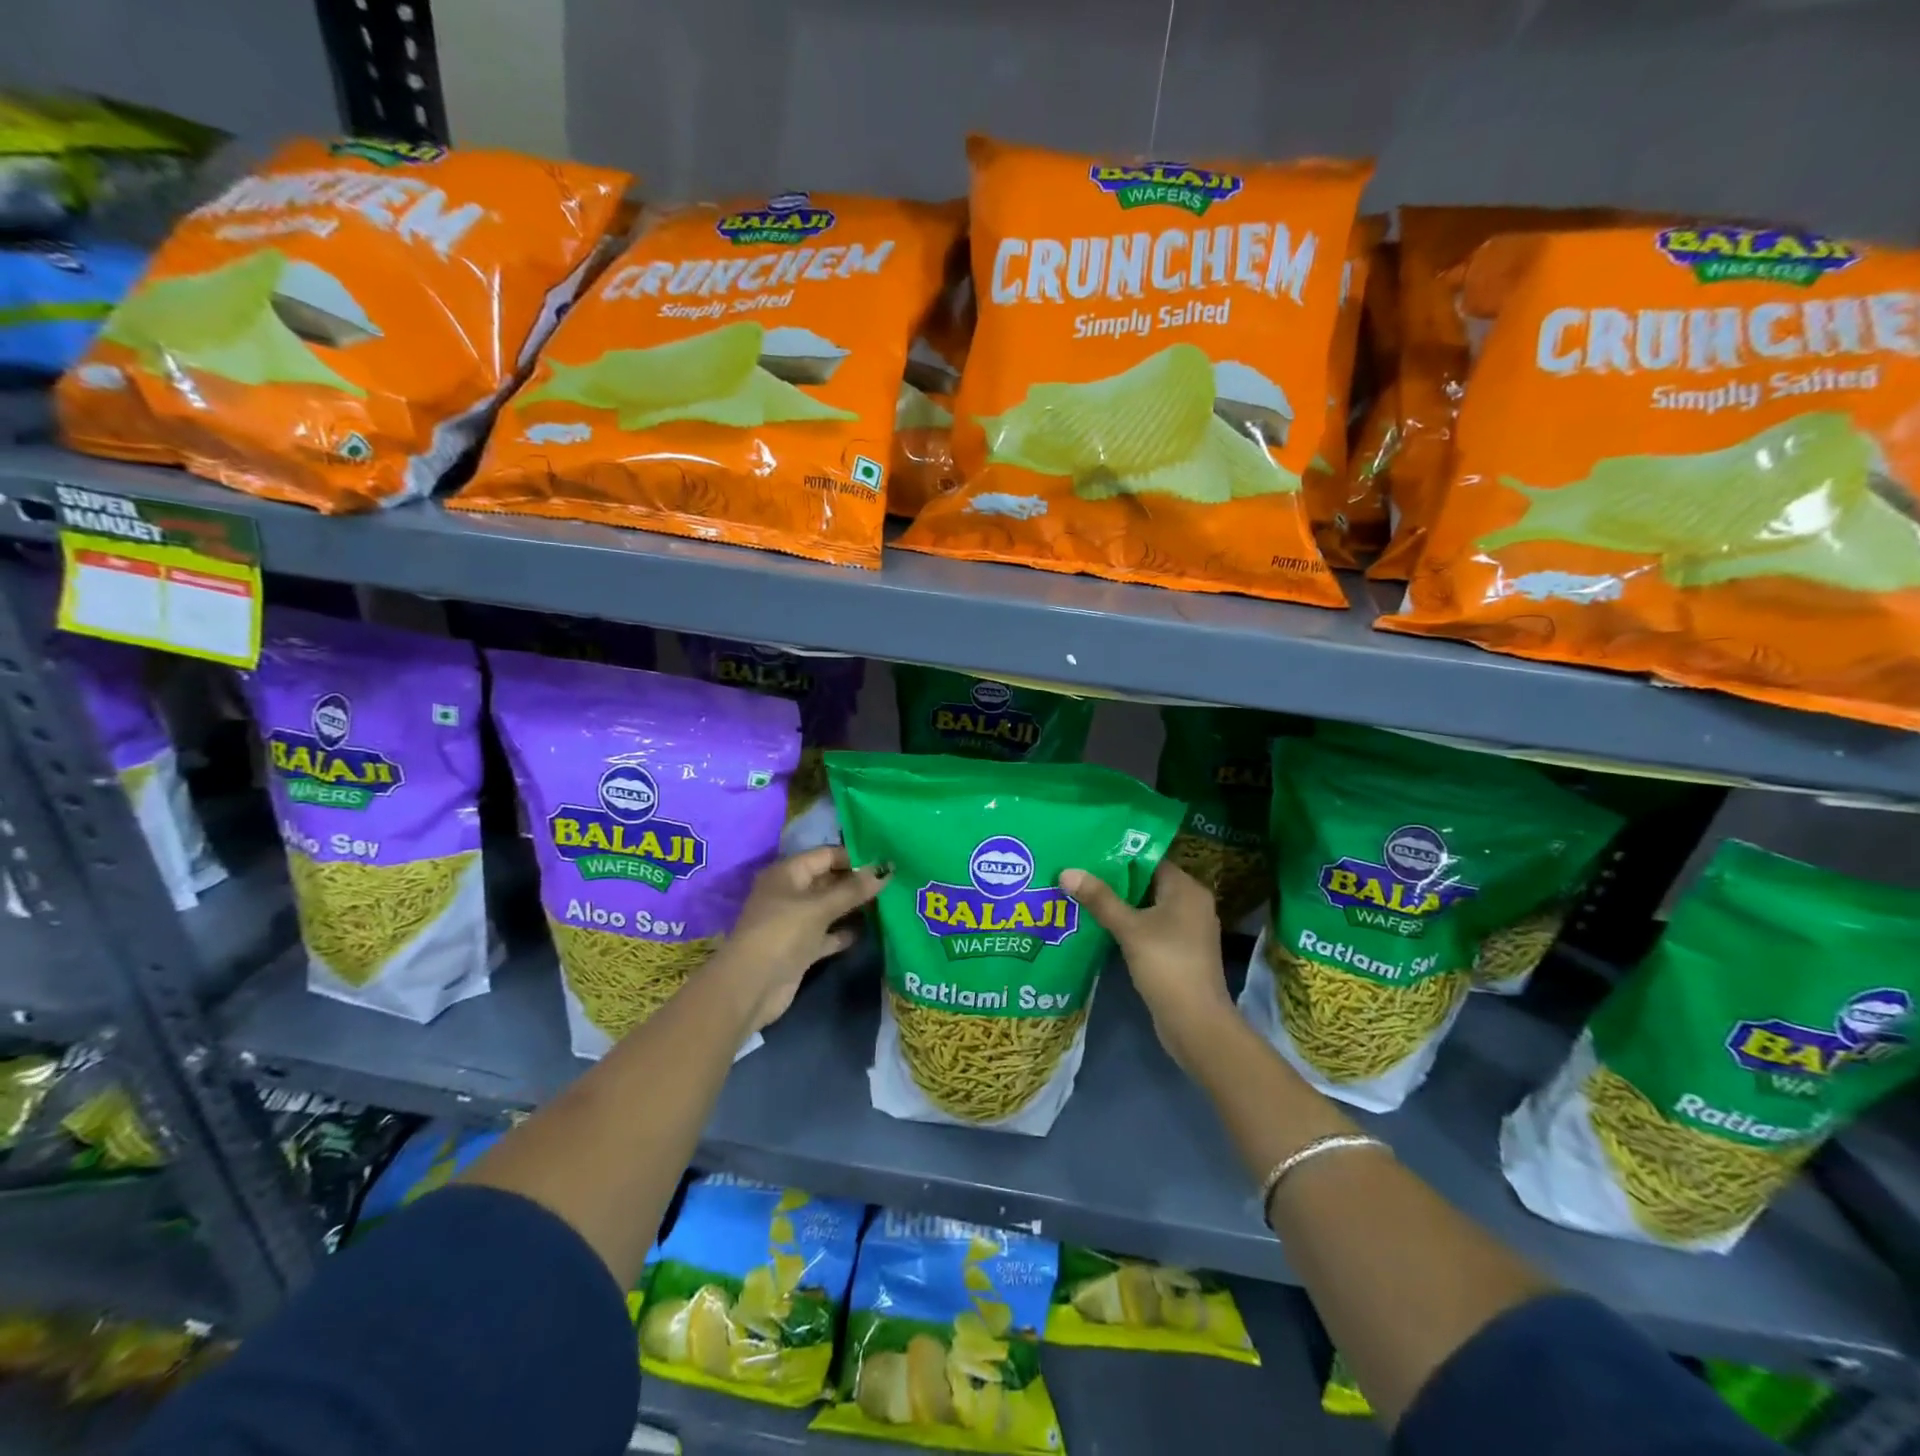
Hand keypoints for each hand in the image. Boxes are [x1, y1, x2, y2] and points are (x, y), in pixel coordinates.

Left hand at [714, 846, 887, 1030]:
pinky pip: (828, 933)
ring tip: (888, 902)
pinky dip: (845, 932)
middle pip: (828, 880)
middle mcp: (790, 894)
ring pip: (830, 908)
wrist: (751, 987)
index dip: (854, 856)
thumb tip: (885, 869)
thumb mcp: (819, 907)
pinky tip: (871, 930)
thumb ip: (853, 889)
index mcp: (787, 874)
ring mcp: (795, 922)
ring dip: (854, 906)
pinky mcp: (801, 948)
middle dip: (857, 881)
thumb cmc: (782, 933)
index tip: (885, 860)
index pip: (825, 855)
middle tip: (893, 880)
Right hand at [1059, 860, 1233, 1074]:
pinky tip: (1101, 927)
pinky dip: (1130, 925)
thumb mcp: (1129, 929)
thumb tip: (1066, 871)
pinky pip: (1151, 927)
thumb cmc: (1166, 965)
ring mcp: (1188, 930)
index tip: (1088, 854)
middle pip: (1148, 883)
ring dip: (1120, 905)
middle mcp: (1192, 904)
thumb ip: (1099, 898)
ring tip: (1083, 897)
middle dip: (1115, 881)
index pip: (1150, 860)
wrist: (1195, 1023)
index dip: (1120, 856)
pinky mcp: (1180, 952)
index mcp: (1187, 889)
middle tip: (1079, 874)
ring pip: (1148, 907)